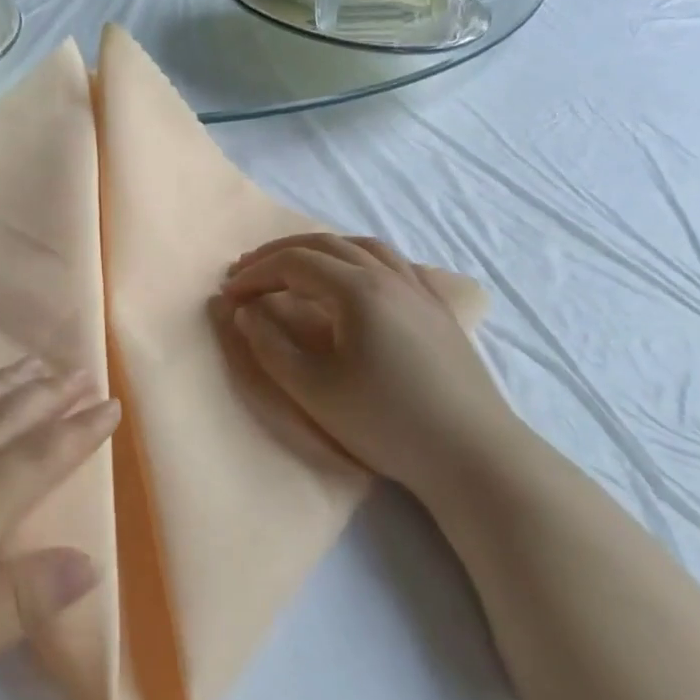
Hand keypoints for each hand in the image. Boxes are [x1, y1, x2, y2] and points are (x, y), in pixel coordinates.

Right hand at [217, 234, 519, 500]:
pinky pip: (393, 262)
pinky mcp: (438, 308)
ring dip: (319, 249)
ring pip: (362, 246)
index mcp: (358, 290)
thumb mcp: (312, 389)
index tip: (228, 295)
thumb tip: (244, 312)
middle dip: (279, 254)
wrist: (471, 454)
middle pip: (325, 244)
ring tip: (293, 266)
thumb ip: (269, 345)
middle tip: (246, 271)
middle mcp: (390, 276)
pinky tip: (354, 276)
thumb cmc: (385, 422)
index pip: (294, 263)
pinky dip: (358, 257)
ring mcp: (419, 289)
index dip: (255, 274)